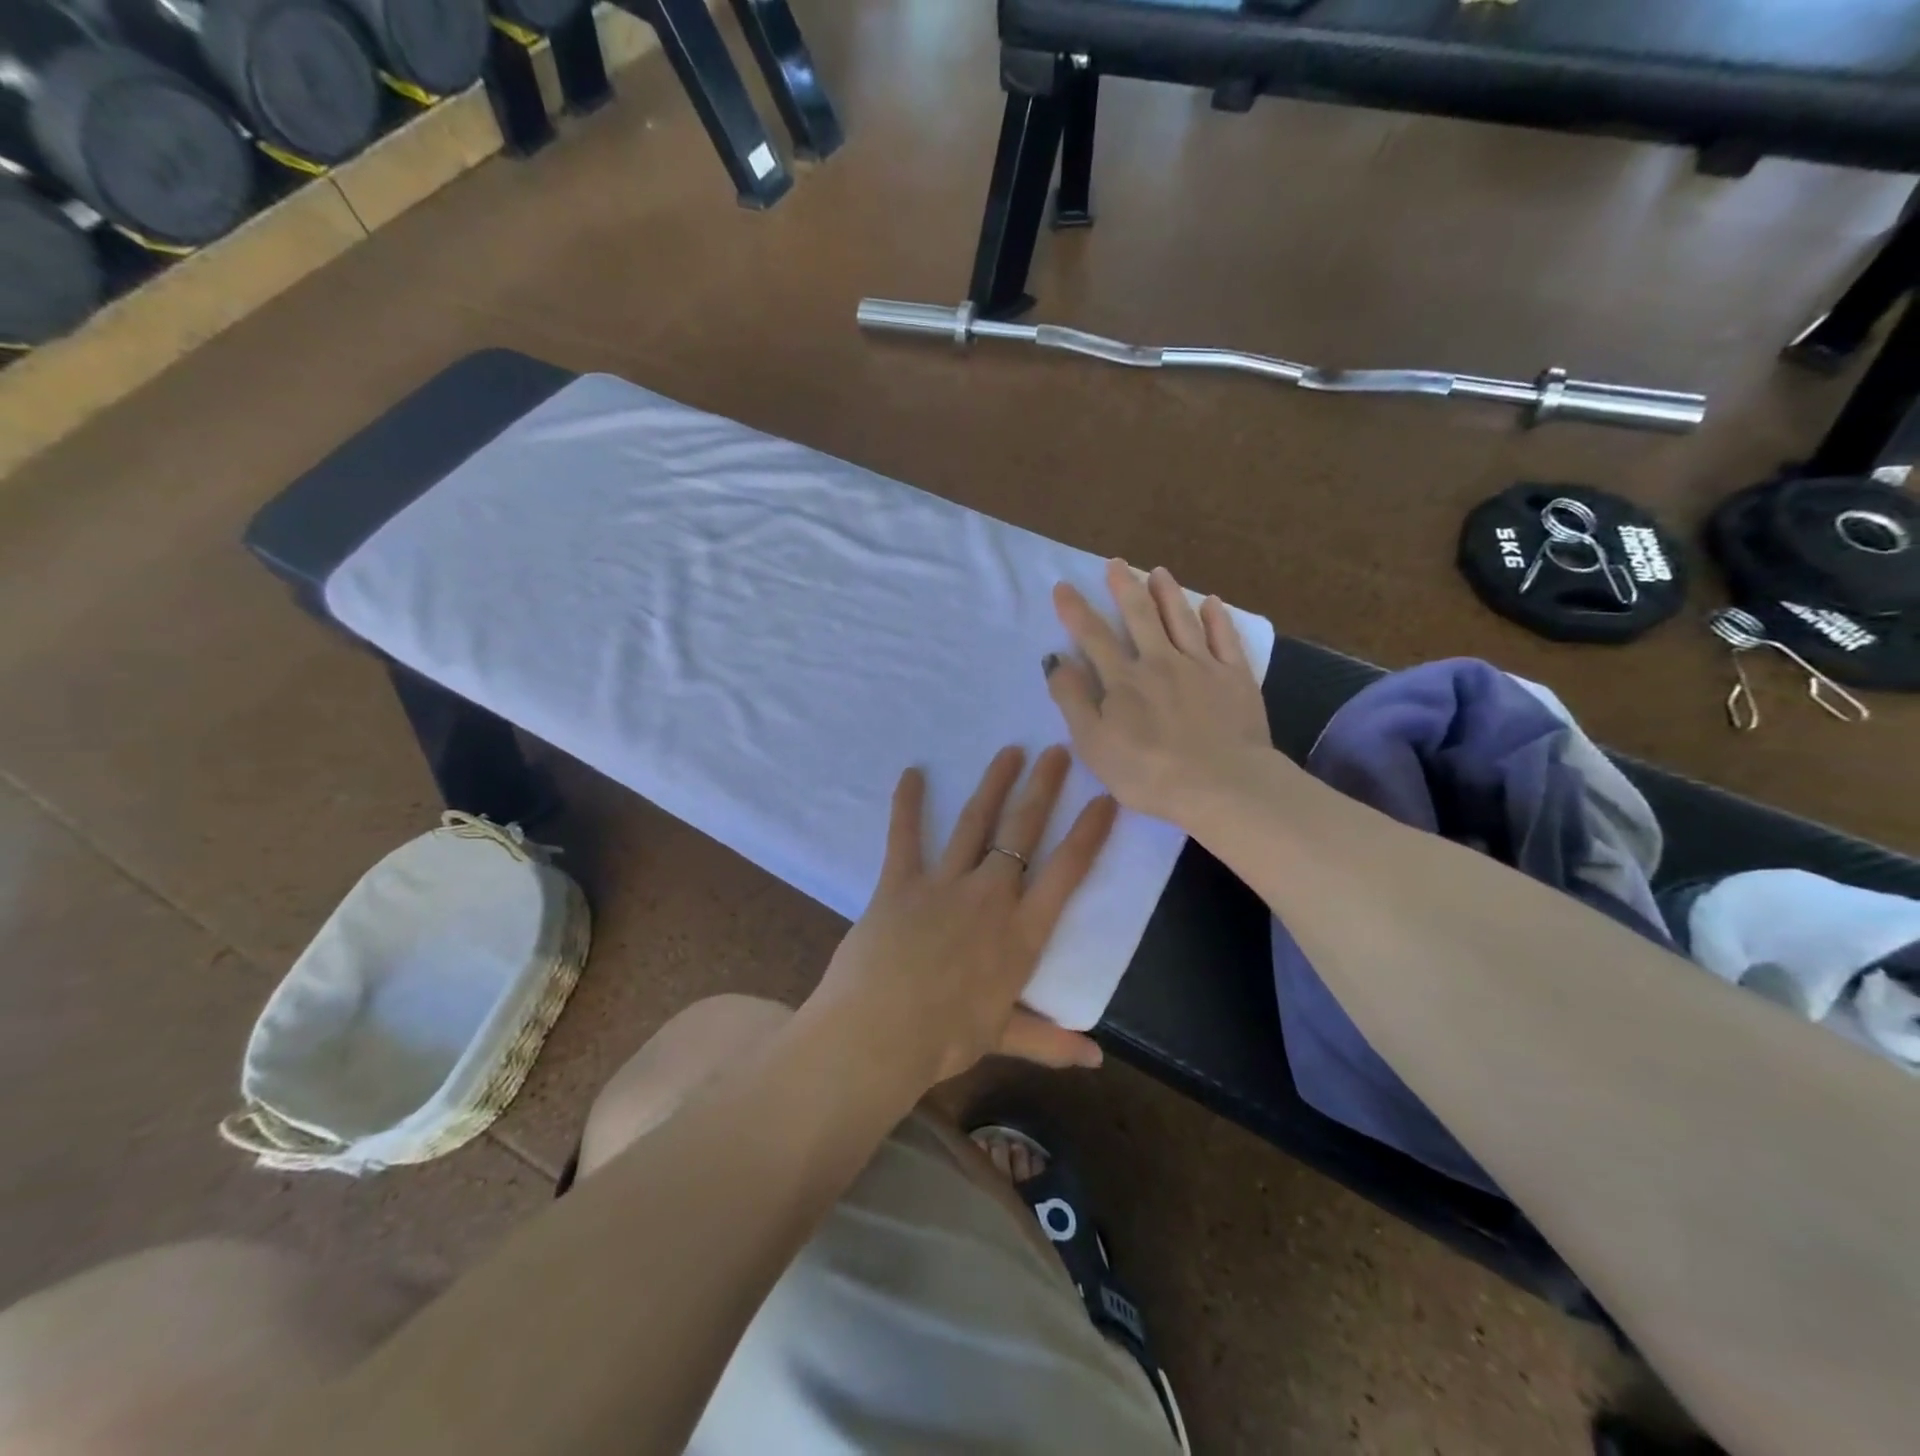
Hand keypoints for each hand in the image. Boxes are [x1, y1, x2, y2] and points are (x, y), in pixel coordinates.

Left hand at [810, 745, 1116, 1088]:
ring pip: (975, 822)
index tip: (1104, 799)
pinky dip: (908, 804)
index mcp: (1021, 933)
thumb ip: (1050, 1042)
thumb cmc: (944, 1041)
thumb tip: (1096, 1060)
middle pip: (1022, 831)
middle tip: (1057, 751)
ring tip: (1009, 752)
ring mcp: (944, 884)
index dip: (1088, 833)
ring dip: (994, 783)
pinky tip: (912, 773)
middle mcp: (990, 896)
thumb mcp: (1001, 1037)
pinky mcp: (900, 882)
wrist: (878, 1035)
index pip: (1067, 872)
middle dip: (1043, 788)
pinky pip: (905, 836)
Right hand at [1048, 559, 1275, 827]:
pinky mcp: (1236, 678)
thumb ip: (1072, 700)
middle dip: (1124, 587)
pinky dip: (1217, 617)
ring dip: (1167, 593)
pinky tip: (1212, 602)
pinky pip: (1225, 638)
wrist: (1222, 785)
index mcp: (1124, 680)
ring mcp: (1202, 666)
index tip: (1063, 587)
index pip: (1093, 637)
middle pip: (1140, 616)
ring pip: (1182, 619)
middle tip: (1115, 563)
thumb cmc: (1149, 773)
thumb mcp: (1093, 744)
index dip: (1075, 611)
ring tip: (1158, 571)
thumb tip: (1056, 660)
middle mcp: (1161, 662)